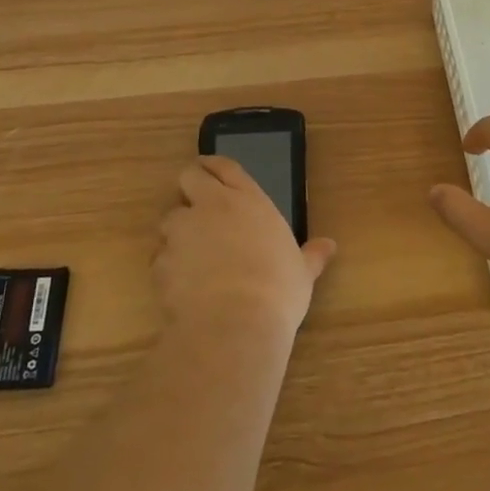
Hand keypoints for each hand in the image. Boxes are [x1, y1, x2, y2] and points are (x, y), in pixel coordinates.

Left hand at [156, 156, 336, 339]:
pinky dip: (169, 265)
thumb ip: (311, 255)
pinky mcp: (161, 261)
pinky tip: (184, 284)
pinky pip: (160, 256)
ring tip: (193, 253)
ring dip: (178, 230)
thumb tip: (329, 246)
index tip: (212, 170)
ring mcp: (182, 232)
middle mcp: (211, 206)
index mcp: (248, 200)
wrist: (233, 325)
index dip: (215, 165)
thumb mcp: (302, 272)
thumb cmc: (277, 290)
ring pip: (169, 218)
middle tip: (200, 206)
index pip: (225, 166)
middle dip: (190, 187)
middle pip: (188, 177)